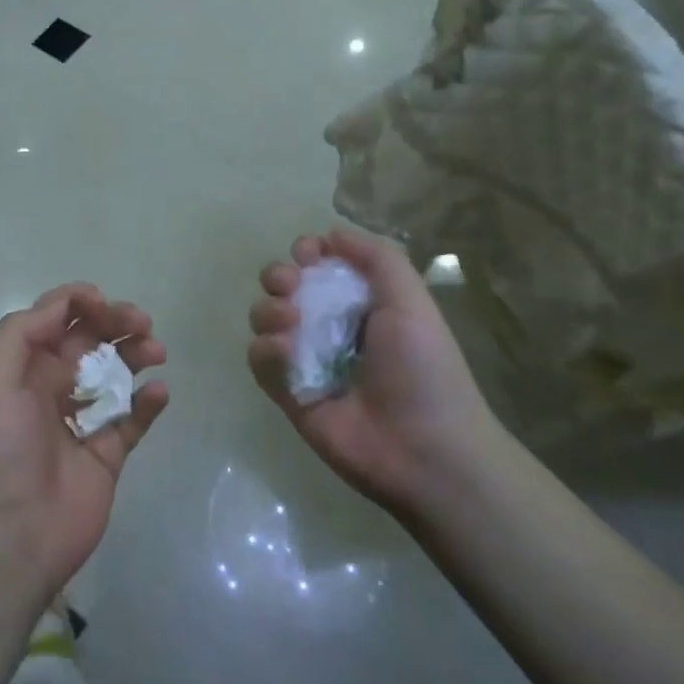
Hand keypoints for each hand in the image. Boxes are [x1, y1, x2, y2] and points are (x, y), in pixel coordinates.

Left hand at [0, 284, 167, 607]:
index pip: (55, 319)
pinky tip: (158, 393)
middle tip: (142, 323)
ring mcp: (81, 422)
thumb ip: (22, 333)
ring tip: (157, 351)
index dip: (80, 303)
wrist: (10, 539)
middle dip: (116, 322)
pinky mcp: (107, 455)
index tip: (105, 305)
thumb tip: (65, 304)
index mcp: (22, 368)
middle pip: (89, 340)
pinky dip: (148, 401)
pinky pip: (132, 419)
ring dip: (136, 354)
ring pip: (115, 374)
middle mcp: (51, 388)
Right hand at [247, 228, 495, 516]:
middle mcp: (330, 326)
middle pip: (284, 286)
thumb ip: (375, 256)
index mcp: (361, 303)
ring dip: (270, 310)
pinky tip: (286, 352)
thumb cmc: (422, 367)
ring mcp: (307, 360)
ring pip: (265, 318)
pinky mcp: (288, 393)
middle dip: (279, 276)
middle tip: (291, 285)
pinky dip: (267, 349)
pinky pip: (260, 358)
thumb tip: (330, 234)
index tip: (307, 254)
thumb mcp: (410, 299)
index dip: (307, 252)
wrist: (424, 449)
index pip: (320, 265)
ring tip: (290, 322)